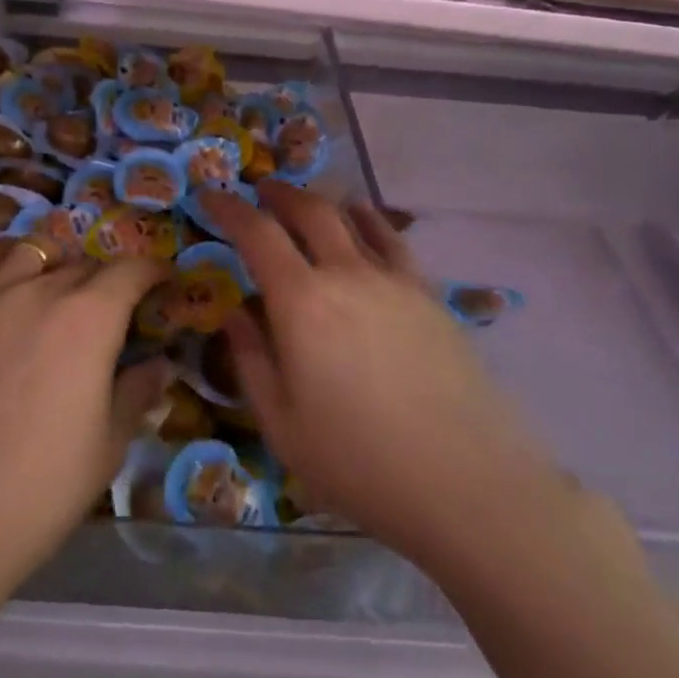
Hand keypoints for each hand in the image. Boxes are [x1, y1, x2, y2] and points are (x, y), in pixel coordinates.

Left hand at [0, 240, 172, 596]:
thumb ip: (136, 393)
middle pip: (85, 265)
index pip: (131, 271)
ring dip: (57, 264)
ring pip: (35, 251)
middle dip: (108, 281)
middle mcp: (42, 290)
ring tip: (59, 289)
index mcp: (90, 318)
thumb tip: (159, 364)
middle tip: (113, 312)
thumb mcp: (107, 447)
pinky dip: (4, 257)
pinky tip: (8, 277)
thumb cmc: (40, 489)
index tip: (164, 283)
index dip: (153, 271)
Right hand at [203, 184, 554, 565]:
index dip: (229, 208)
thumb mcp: (282, 425)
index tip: (210, 196)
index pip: (257, 233)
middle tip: (259, 191)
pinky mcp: (430, 296)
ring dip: (322, 203)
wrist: (468, 486)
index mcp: (302, 302)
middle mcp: (347, 274)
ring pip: (353, 219)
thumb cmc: (360, 463)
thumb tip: (234, 314)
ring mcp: (394, 281)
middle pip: (309, 211)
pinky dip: (371, 222)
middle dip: (278, 194)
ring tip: (307, 204)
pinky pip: (393, 242)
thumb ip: (251, 361)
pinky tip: (366, 223)